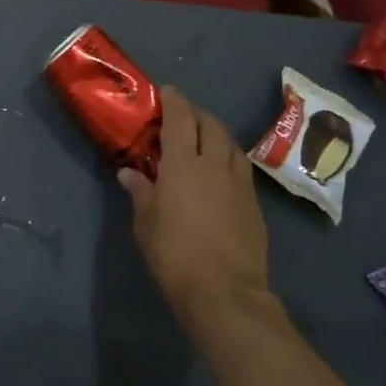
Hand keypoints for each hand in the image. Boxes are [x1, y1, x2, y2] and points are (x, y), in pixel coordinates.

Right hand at [119, 86, 270, 333]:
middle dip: (197, 114)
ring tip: (204, 140)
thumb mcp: (145, 224)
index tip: (167, 92)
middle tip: (183, 116)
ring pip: (231, 145)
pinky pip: (242, 169)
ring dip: (217, 135)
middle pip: (211, 125)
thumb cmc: (174, 255)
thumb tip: (130, 173)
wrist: (225, 292)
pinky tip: (221, 174)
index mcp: (184, 164)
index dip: (174, 101)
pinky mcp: (255, 205)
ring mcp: (240, 184)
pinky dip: (229, 160)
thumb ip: (140, 192)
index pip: (181, 119)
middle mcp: (215, 165)